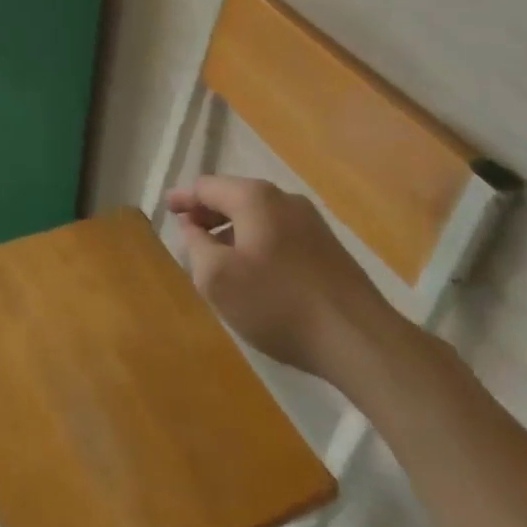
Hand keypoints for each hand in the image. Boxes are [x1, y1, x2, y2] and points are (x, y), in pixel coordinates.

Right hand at [168, 176, 406, 388]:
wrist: (359, 339)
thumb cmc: (277, 303)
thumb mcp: (217, 278)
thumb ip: (196, 246)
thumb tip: (192, 228)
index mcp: (254, 197)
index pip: (207, 186)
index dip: (183, 197)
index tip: (166, 209)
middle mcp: (283, 199)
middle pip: (234, 197)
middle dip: (209, 213)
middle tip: (188, 232)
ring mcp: (311, 222)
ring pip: (259, 217)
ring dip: (234, 230)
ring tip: (218, 255)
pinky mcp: (328, 249)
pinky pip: (280, 234)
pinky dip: (258, 243)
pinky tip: (255, 271)